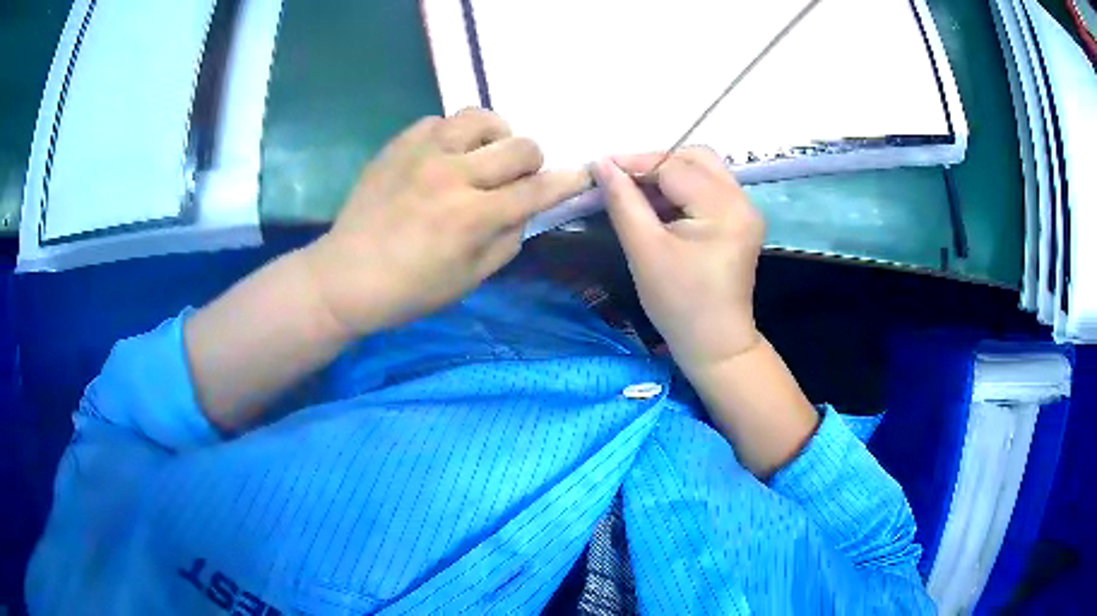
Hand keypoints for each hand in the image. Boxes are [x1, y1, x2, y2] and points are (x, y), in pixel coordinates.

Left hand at [303, 109, 588, 334]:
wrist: (345, 276)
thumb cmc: (410, 290)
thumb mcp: (470, 280)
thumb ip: (508, 240)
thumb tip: (526, 209)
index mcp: (473, 216)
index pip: (537, 190)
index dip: (568, 181)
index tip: (584, 172)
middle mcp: (453, 174)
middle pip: (519, 146)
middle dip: (530, 162)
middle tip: (514, 179)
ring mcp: (423, 152)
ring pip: (481, 118)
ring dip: (494, 136)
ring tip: (482, 156)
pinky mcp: (399, 144)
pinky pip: (441, 121)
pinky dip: (454, 135)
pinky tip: (444, 156)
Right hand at [594, 147, 764, 371]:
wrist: (714, 345)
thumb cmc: (678, 304)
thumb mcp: (644, 250)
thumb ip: (623, 202)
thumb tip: (601, 164)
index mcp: (724, 208)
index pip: (674, 166)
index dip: (634, 162)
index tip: (598, 167)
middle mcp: (742, 200)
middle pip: (696, 158)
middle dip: (655, 162)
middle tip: (621, 180)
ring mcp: (745, 210)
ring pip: (703, 169)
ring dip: (668, 173)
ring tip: (635, 192)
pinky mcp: (740, 221)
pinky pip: (708, 188)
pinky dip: (681, 189)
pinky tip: (658, 205)